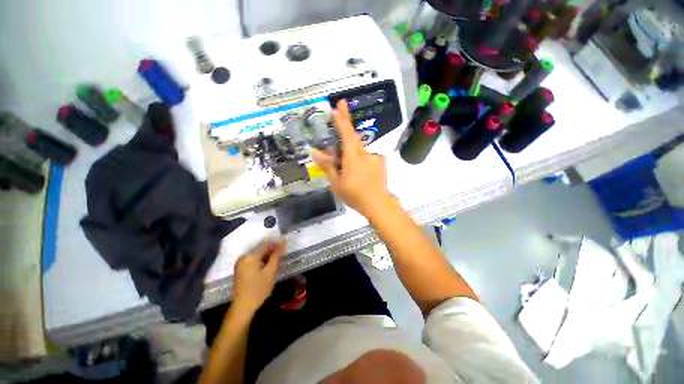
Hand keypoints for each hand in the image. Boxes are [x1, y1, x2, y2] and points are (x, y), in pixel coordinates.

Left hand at [232, 241, 285, 313]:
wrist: (242, 306)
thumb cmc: (258, 289)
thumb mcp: (270, 272)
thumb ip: (276, 256)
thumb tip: (281, 244)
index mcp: (250, 256)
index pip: (266, 244)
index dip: (276, 244)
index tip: (284, 247)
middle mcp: (243, 256)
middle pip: (260, 248)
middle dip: (271, 250)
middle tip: (280, 255)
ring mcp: (240, 263)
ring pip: (256, 254)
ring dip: (266, 255)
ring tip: (274, 261)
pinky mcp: (239, 269)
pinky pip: (252, 259)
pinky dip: (260, 260)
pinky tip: (265, 266)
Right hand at [312, 100, 392, 216]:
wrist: (378, 204)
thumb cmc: (354, 194)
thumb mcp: (336, 183)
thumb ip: (327, 166)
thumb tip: (315, 152)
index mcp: (353, 156)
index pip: (346, 133)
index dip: (342, 119)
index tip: (339, 105)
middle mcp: (365, 153)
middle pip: (353, 137)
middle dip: (346, 124)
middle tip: (341, 112)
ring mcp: (374, 157)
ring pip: (358, 149)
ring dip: (350, 150)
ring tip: (344, 165)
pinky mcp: (379, 163)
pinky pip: (366, 156)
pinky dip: (358, 158)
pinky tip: (357, 171)